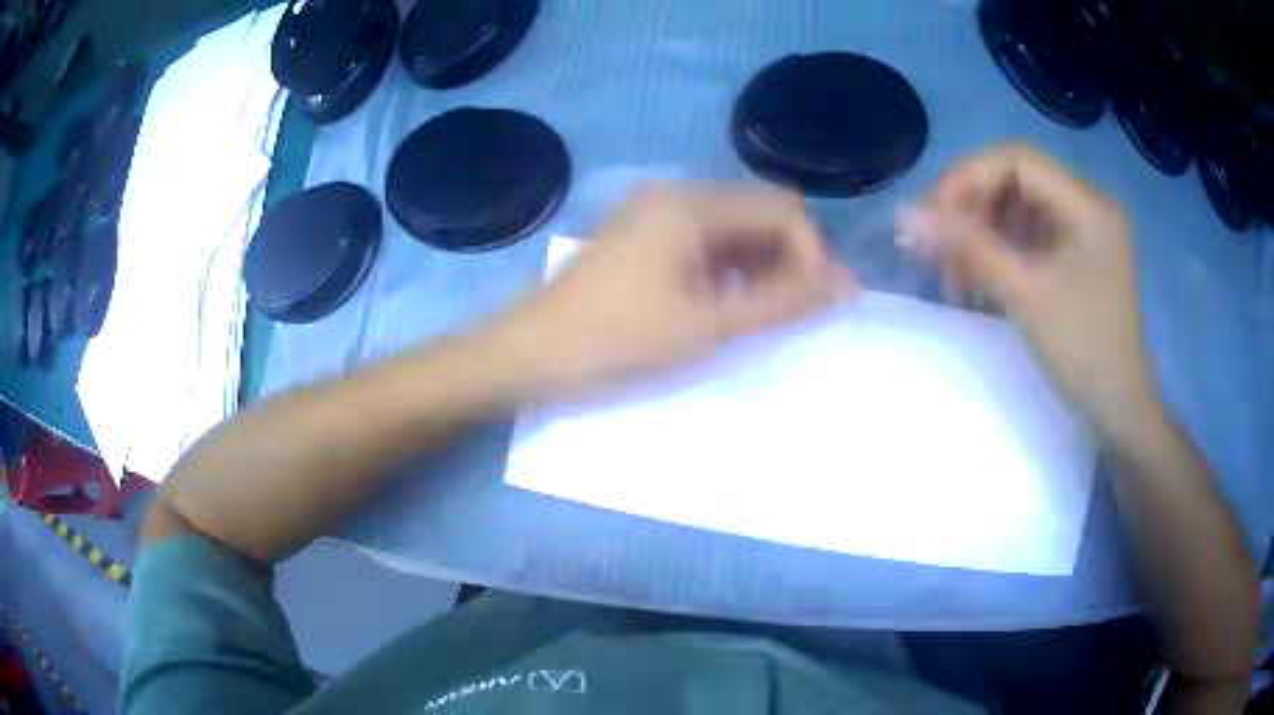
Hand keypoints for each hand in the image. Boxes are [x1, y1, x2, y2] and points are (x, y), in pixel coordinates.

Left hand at [494, 186, 856, 396]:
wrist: (530, 355)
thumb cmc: (617, 342)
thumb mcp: (708, 326)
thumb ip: (783, 302)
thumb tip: (847, 286)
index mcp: (691, 204)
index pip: (783, 208)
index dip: (813, 254)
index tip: (819, 304)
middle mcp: (675, 194)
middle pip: (760, 212)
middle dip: (790, 259)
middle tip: (797, 314)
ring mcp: (655, 213)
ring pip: (735, 228)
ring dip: (762, 266)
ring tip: (763, 315)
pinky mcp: (644, 236)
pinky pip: (706, 241)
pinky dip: (730, 269)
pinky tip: (727, 306)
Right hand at [898, 144, 1160, 436]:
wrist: (1119, 413)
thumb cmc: (1084, 353)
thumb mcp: (1026, 296)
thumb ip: (968, 248)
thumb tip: (905, 215)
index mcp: (1087, 205)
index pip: (1017, 160)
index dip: (968, 178)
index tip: (931, 217)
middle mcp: (1085, 207)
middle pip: (1014, 183)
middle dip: (970, 211)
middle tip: (934, 248)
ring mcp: (1080, 235)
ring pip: (1016, 213)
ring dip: (978, 236)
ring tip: (950, 274)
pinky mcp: (1073, 260)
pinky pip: (1026, 241)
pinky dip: (996, 255)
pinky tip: (975, 282)